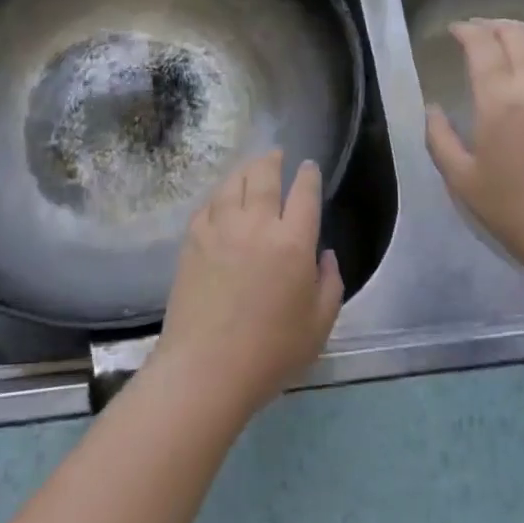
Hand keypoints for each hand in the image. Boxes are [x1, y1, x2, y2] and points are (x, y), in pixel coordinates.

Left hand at [152, 151, 343, 420]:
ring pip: (233, 183)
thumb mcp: (319, 326)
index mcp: (293, 242)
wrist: (206, 369)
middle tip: (277, 154)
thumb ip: (330, 284)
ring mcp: (220, 228)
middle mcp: (256, 224)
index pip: (304, 193)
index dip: (308, 175)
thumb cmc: (270, 353)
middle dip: (273, 159)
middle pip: (265, 175)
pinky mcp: (193, 240)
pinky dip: (219, 196)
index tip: (309, 166)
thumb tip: (325, 254)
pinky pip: (208, 205)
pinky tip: (222, 200)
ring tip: (250, 167)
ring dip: (245, 169)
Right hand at [425, 18, 523, 283]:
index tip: (454, 30)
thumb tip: (433, 109)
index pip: (483, 44)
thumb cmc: (513, 209)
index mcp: (500, 99)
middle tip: (475, 32)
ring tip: (502, 48)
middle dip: (493, 25)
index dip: (466, 30)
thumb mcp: (461, 178)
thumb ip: (439, 137)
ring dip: (519, 40)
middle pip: (517, 34)